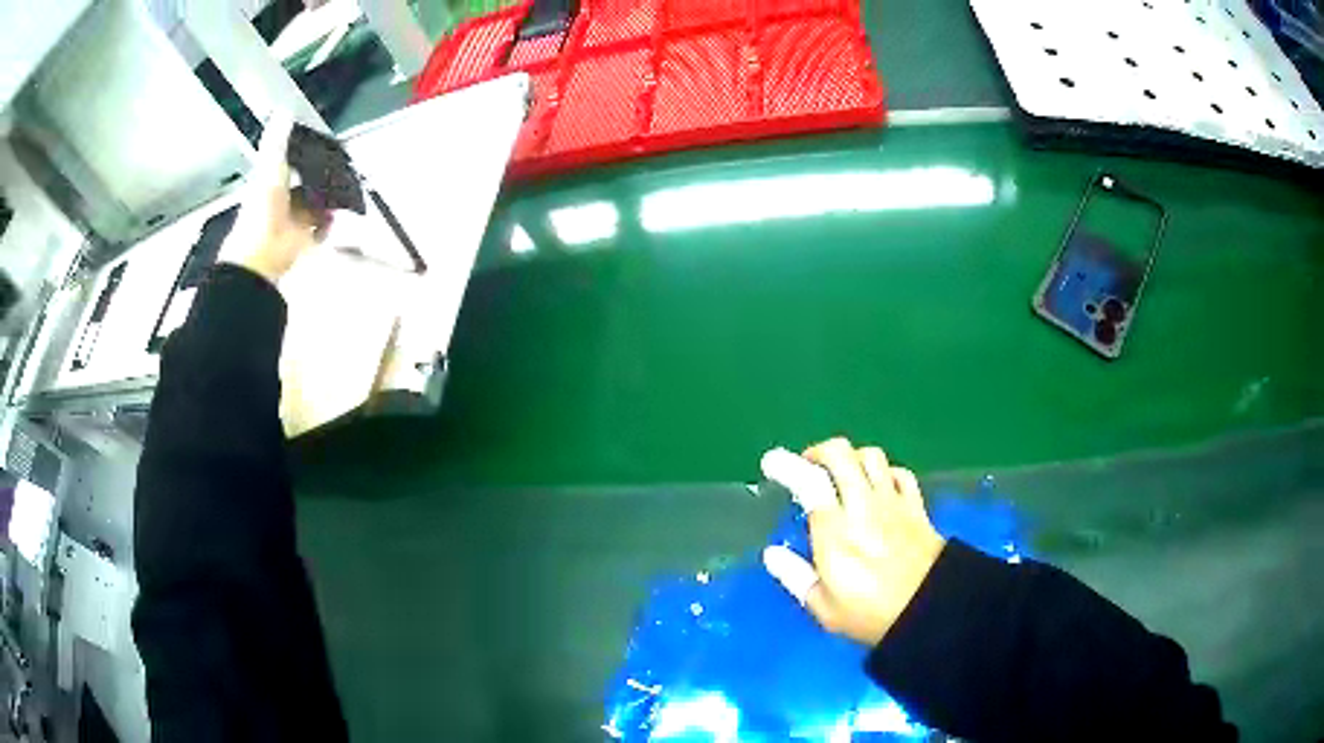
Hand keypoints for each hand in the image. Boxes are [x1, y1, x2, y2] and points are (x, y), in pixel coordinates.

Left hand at [221, 113, 329, 284]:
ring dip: (329, 198)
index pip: (291, 163)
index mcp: (271, 181)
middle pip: (307, 184)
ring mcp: (294, 220)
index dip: (306, 154)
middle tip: (341, 167)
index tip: (324, 145)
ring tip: (344, 187)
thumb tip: (285, 109)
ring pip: (316, 204)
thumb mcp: (270, 164)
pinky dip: (330, 222)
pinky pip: (322, 228)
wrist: (262, 252)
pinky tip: (337, 213)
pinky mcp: (304, 239)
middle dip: (322, 177)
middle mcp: (283, 200)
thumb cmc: (262, 207)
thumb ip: (278, 138)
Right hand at [761, 438, 945, 644]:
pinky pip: (900, 473)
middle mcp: (863, 506)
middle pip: (842, 454)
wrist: (931, 610)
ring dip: (852, 458)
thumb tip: (772, 554)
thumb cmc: (871, 614)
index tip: (771, 462)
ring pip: (872, 456)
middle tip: (807, 466)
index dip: (787, 465)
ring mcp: (893, 503)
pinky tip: (878, 487)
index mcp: (835, 531)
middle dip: (819, 451)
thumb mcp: (824, 608)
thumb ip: (795, 577)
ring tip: (842, 476)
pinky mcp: (916, 507)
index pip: (809, 481)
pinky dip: (885, 473)